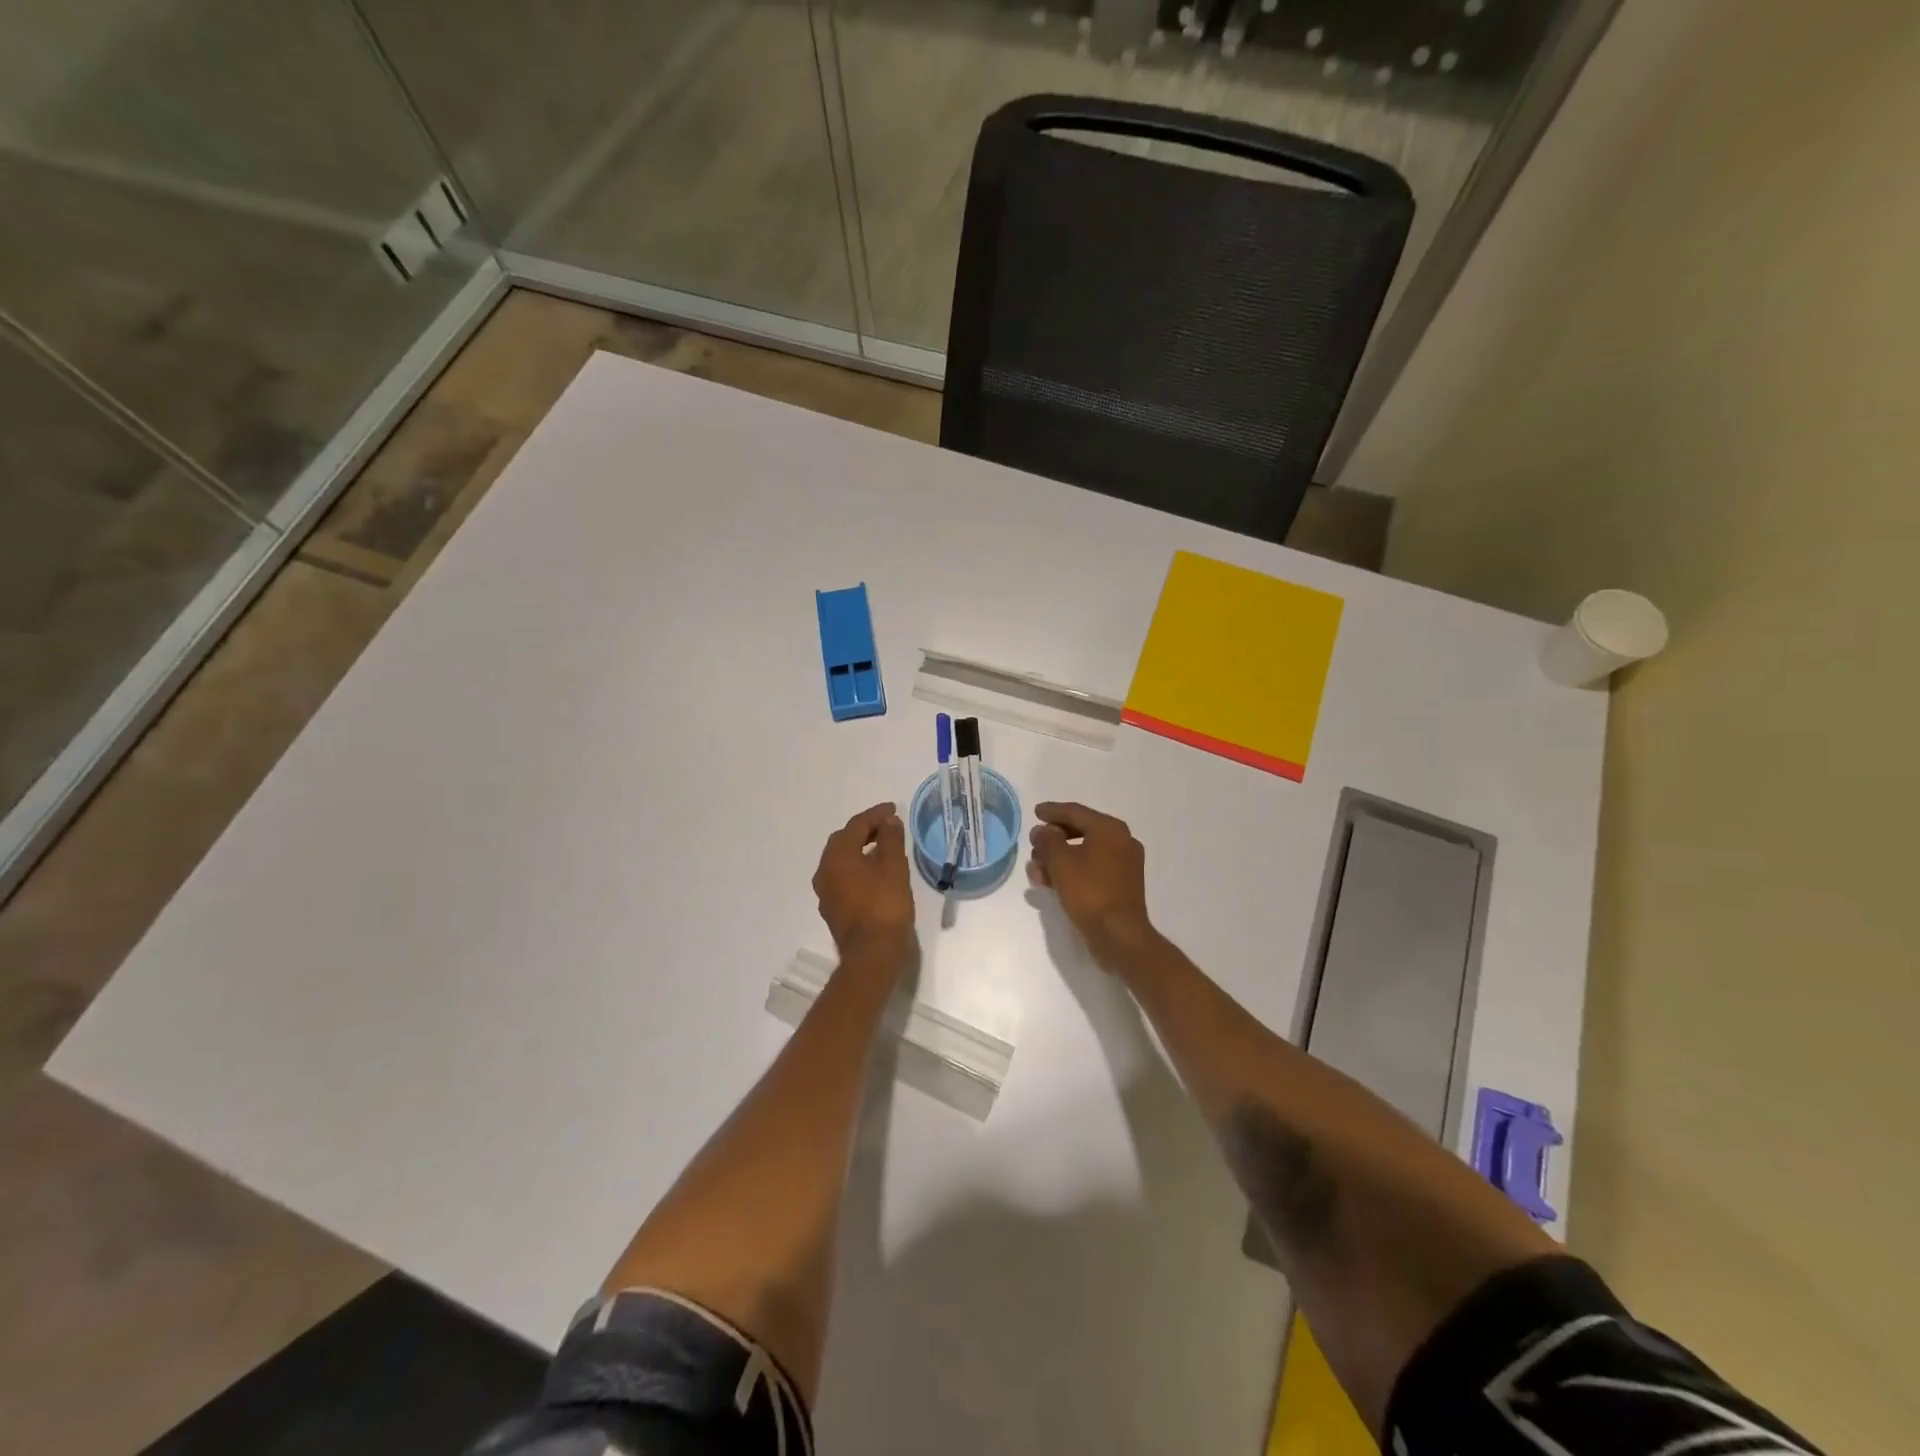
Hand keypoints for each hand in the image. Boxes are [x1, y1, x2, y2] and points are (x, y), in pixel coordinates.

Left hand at [812, 802, 913, 964]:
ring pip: (841, 860)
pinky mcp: (831, 908)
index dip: (876, 814)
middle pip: (843, 840)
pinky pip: (842, 877)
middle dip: (865, 830)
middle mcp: (824, 870)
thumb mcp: (894, 867)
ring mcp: (825, 891)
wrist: (872, 954)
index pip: (856, 825)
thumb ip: (891, 839)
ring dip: (859, 849)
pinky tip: (873, 873)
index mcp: (838, 855)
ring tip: (882, 847)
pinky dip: (856, 867)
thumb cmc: (885, 905)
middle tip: (887, 826)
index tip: (893, 809)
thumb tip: (888, 821)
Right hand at [1027, 801, 1157, 970]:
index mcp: (1110, 829)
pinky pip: (1091, 869)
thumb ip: (1048, 841)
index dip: (1052, 811)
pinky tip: (1050, 882)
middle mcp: (1121, 841)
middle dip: (1053, 839)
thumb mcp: (1061, 862)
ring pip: (1084, 853)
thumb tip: (1044, 831)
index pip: (1075, 812)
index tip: (1035, 812)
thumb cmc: (1089, 892)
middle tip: (1033, 843)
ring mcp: (1123, 864)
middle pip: (1081, 831)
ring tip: (1035, 868)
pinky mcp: (1120, 885)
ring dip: (1058, 858)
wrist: (1119, 935)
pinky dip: (1071, 871)